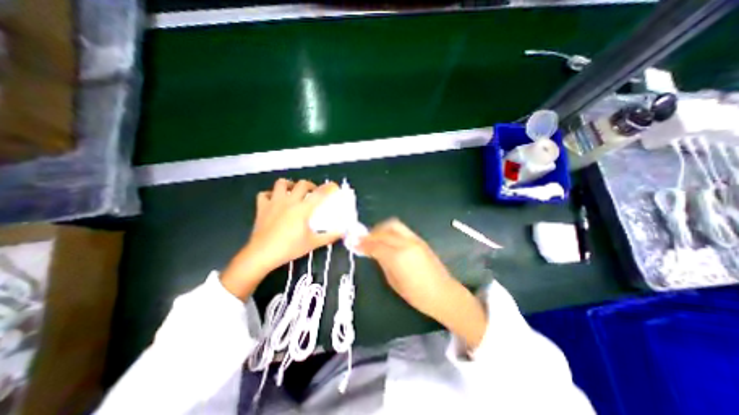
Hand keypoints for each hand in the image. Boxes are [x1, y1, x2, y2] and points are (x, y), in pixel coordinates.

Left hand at [221, 178, 341, 297]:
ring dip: (290, 184)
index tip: (334, 187)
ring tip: (293, 191)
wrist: (262, 254)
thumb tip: (342, 233)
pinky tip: (274, 200)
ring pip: (281, 184)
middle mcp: (289, 201)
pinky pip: (264, 194)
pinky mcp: (262, 208)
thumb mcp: (313, 243)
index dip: (329, 188)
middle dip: (311, 185)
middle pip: (302, 184)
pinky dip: (270, 194)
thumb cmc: (289, 248)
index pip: (319, 194)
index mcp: (303, 209)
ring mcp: (274, 203)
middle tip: (313, 192)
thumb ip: (329, 237)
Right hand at [360, 219, 489, 347]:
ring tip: (375, 237)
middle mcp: (406, 243)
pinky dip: (390, 231)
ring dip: (381, 229)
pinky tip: (387, 239)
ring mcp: (415, 239)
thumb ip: (382, 262)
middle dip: (371, 233)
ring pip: (393, 225)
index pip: (376, 244)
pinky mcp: (420, 240)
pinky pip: (401, 230)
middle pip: (384, 231)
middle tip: (363, 239)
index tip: (353, 242)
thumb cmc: (417, 295)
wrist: (443, 293)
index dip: (363, 243)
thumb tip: (372, 252)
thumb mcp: (394, 281)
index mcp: (398, 257)